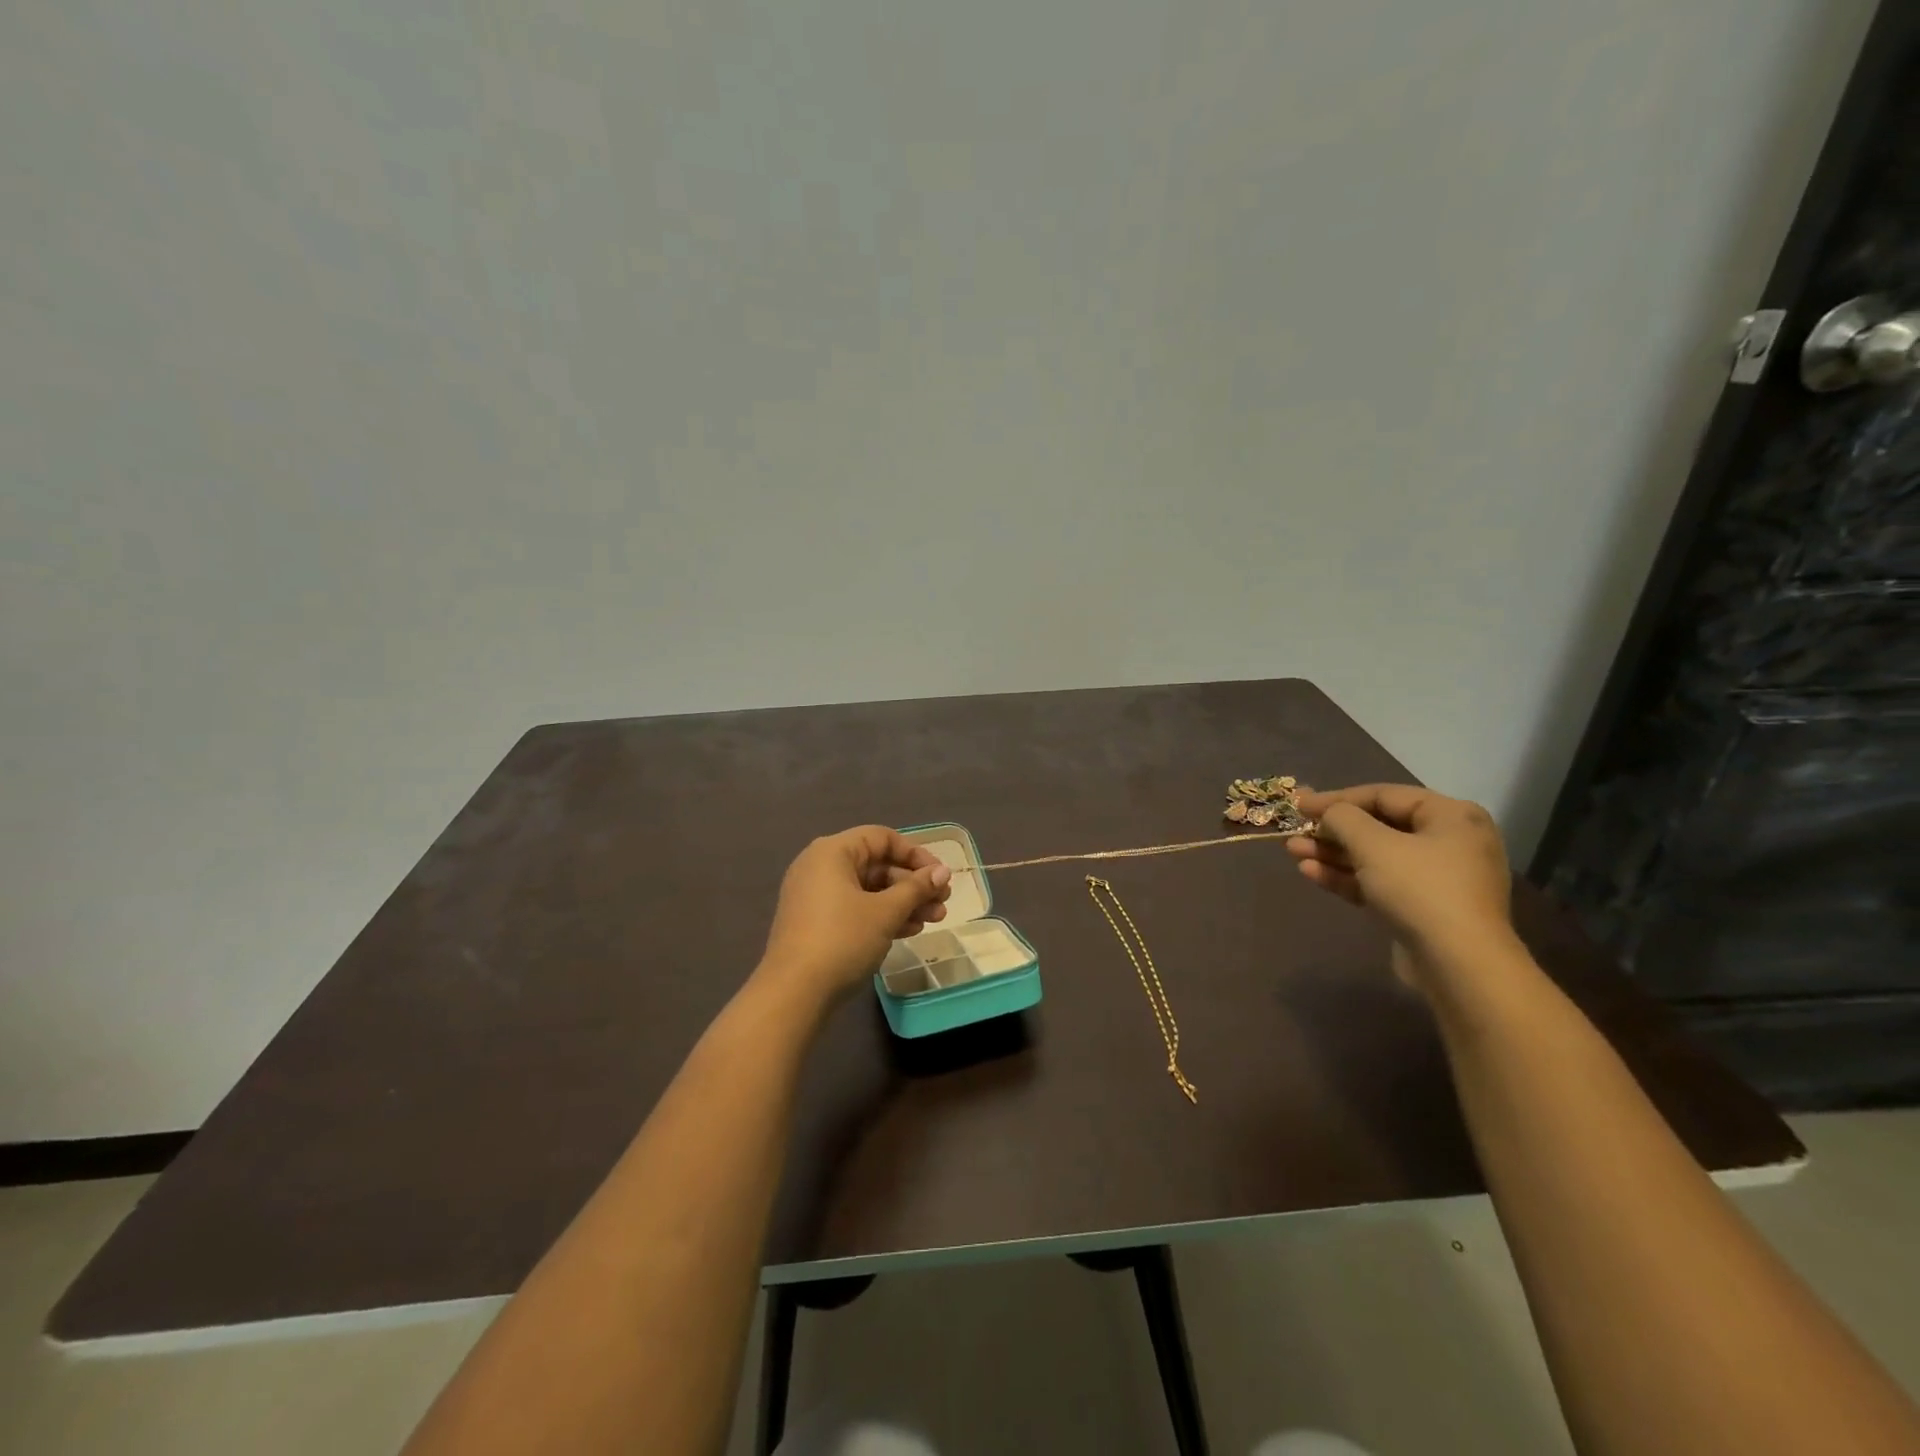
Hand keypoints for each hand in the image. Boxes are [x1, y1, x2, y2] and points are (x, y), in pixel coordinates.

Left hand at [757, 826, 952, 1007]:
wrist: (793, 993)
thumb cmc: (842, 939)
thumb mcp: (885, 912)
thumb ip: (916, 888)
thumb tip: (943, 872)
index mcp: (832, 852)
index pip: (881, 838)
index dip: (915, 854)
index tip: (941, 876)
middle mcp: (821, 867)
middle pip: (877, 865)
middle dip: (913, 884)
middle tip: (943, 902)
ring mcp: (816, 897)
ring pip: (869, 890)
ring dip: (903, 902)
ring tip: (934, 920)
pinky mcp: (816, 923)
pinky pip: (856, 908)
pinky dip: (882, 916)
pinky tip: (910, 931)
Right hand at [1286, 784, 1515, 973]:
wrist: (1458, 965)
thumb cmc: (1419, 889)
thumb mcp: (1373, 844)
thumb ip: (1342, 818)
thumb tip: (1328, 813)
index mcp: (1451, 816)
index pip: (1383, 795)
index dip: (1336, 798)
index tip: (1298, 804)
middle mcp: (1449, 842)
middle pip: (1378, 827)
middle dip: (1332, 830)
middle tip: (1294, 829)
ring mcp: (1436, 878)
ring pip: (1374, 857)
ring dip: (1332, 853)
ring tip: (1293, 851)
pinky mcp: (1422, 909)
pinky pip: (1379, 882)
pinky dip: (1346, 877)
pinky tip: (1310, 872)